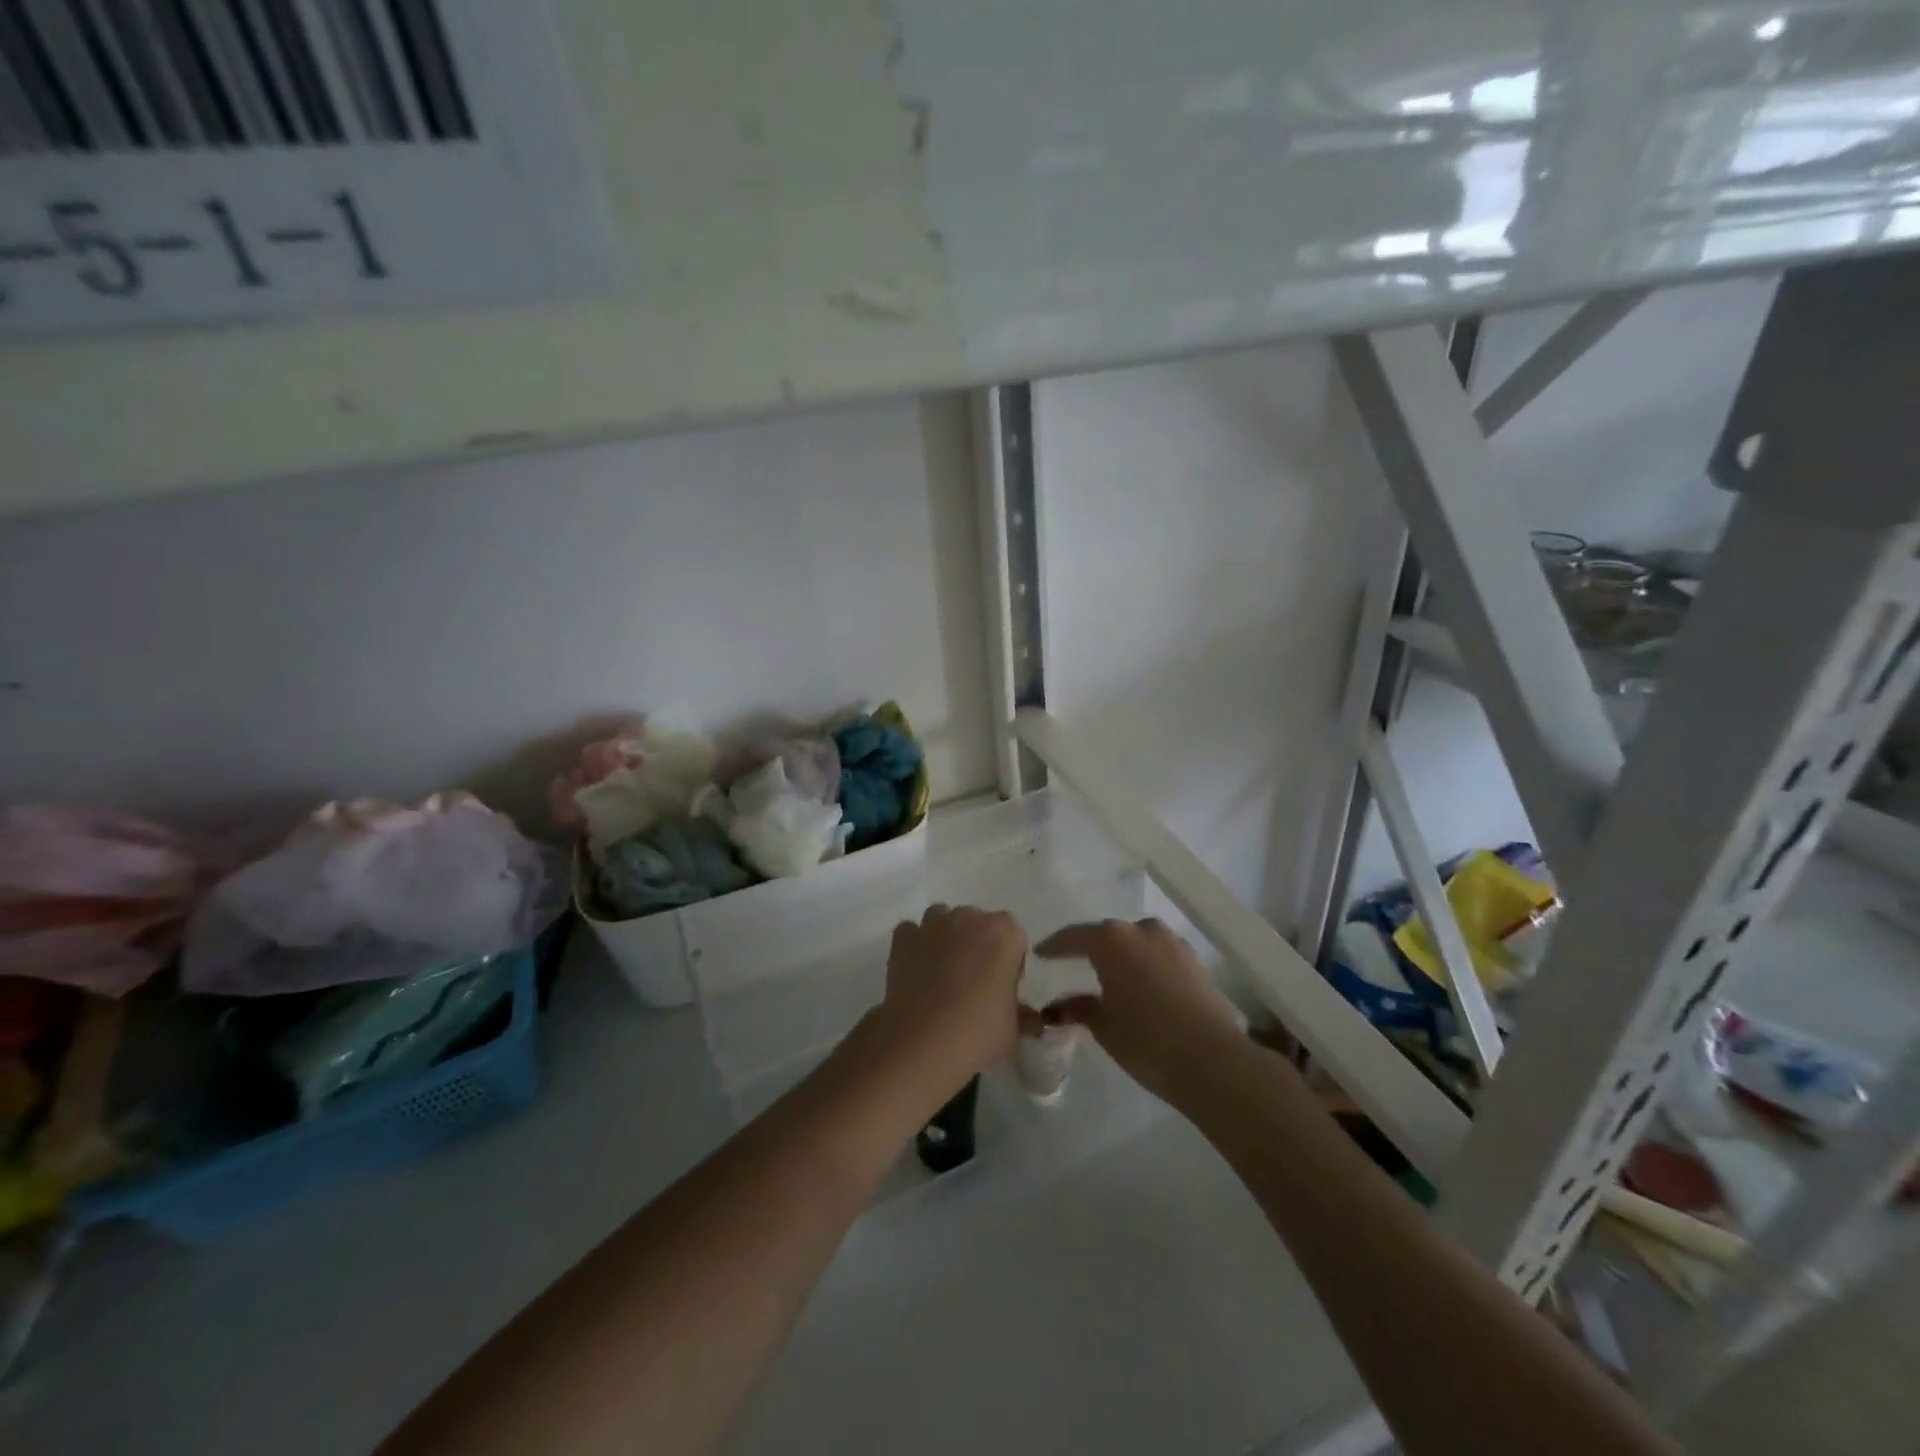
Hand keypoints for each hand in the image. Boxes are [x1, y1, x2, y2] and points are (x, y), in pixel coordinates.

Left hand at [871, 904, 1028, 1095]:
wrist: (922, 1043)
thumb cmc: (978, 1033)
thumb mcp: (1013, 1029)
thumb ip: (1022, 1014)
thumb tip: (1029, 1018)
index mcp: (1005, 933)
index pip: (1014, 937)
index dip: (1009, 961)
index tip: (1003, 987)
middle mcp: (969, 918)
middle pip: (978, 923)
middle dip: (978, 945)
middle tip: (973, 982)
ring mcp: (933, 925)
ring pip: (943, 920)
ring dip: (945, 938)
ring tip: (943, 973)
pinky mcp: (903, 938)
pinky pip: (912, 932)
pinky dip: (915, 945)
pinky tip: (916, 970)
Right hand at [1036, 918, 1243, 1103]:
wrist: (1212, 1060)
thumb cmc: (1146, 1040)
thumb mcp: (1103, 1026)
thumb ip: (1079, 1008)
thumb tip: (1060, 1006)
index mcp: (1112, 940)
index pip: (1074, 937)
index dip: (1055, 946)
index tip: (1040, 953)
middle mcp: (1142, 930)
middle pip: (1108, 936)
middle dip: (1090, 950)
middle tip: (1073, 965)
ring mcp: (1173, 943)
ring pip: (1137, 944)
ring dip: (1121, 957)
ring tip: (1108, 977)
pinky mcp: (1195, 962)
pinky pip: (1158, 956)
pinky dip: (1144, 966)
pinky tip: (1139, 986)